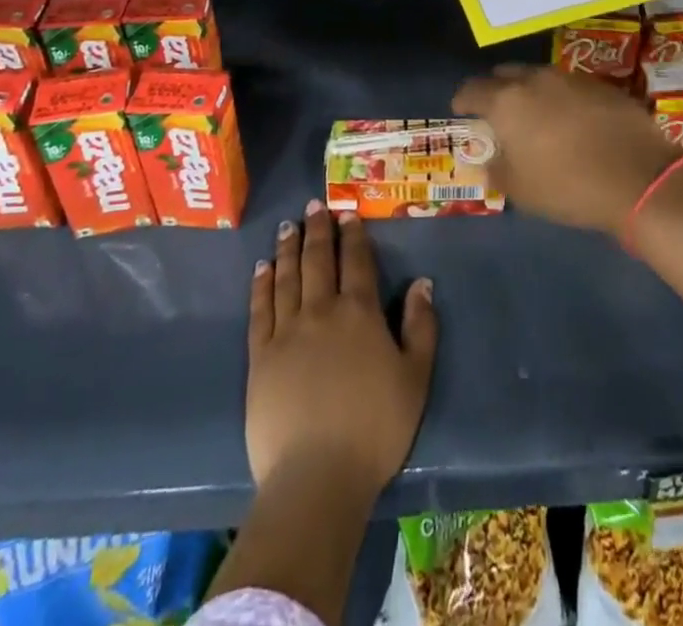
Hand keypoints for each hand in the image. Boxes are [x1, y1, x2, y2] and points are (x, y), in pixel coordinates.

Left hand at [246, 201, 437, 500]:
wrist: (316, 476)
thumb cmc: (375, 428)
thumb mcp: (415, 378)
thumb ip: (421, 327)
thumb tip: (422, 282)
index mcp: (359, 312)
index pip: (356, 261)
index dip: (352, 235)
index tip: (346, 214)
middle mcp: (321, 310)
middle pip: (317, 260)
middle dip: (317, 230)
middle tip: (313, 205)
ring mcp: (286, 330)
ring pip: (287, 276)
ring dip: (288, 247)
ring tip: (288, 225)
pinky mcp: (260, 355)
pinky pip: (260, 308)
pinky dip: (261, 283)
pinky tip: (262, 268)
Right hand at [453, 64, 681, 235]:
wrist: (639, 177)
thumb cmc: (568, 186)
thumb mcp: (521, 191)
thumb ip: (497, 171)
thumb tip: (489, 162)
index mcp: (506, 101)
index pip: (471, 90)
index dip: (462, 101)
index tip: (461, 111)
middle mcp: (534, 80)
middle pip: (504, 74)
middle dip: (496, 89)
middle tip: (498, 112)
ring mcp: (570, 78)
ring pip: (538, 76)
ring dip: (530, 91)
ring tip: (535, 115)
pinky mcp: (601, 84)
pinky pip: (568, 85)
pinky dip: (560, 97)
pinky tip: (571, 119)